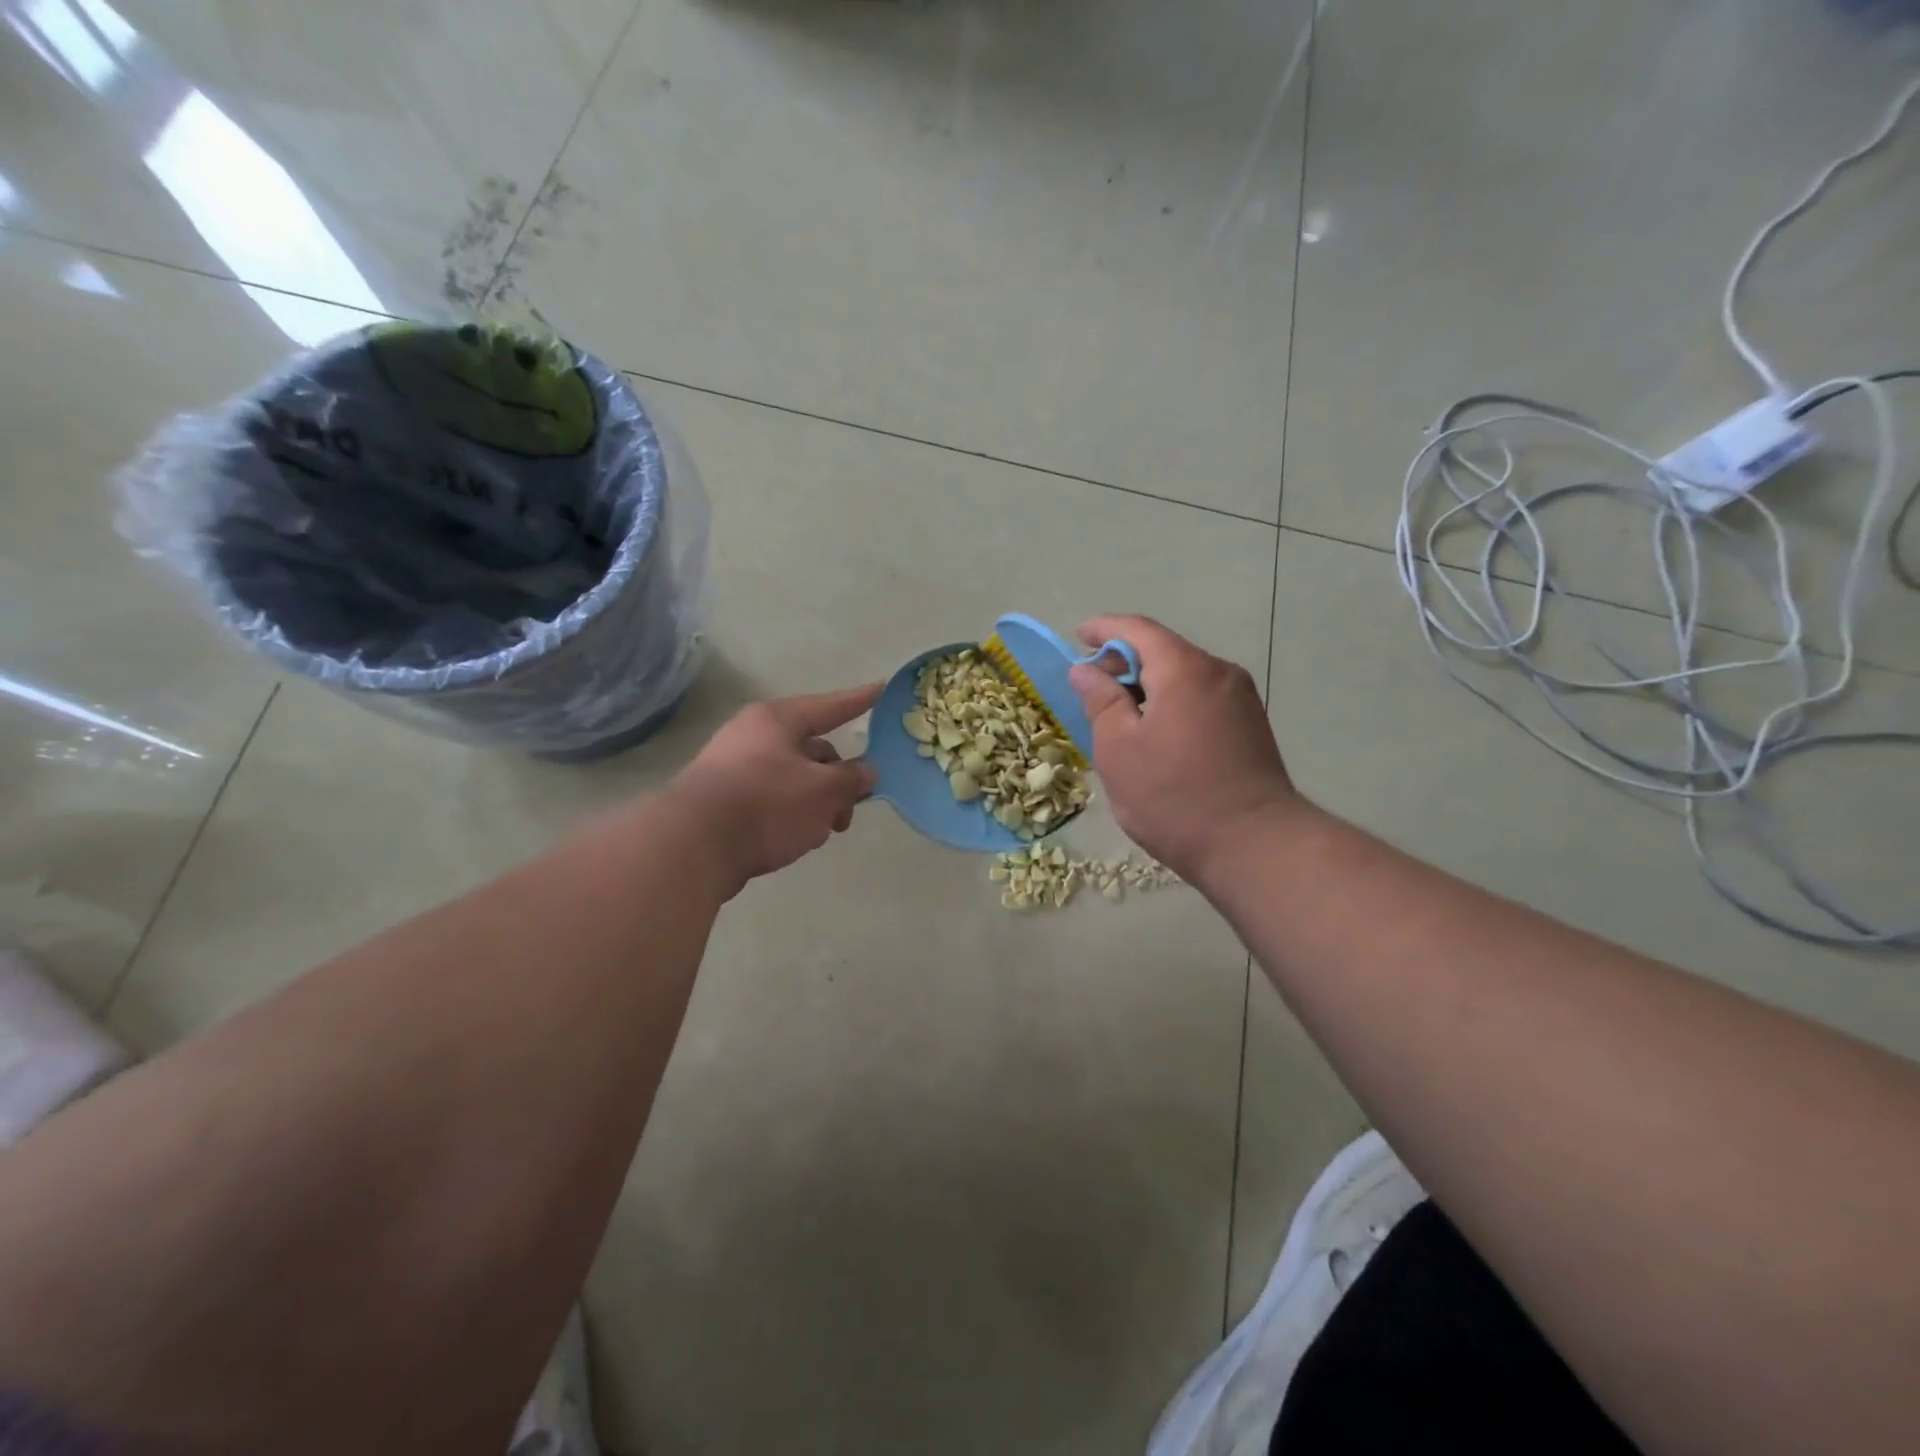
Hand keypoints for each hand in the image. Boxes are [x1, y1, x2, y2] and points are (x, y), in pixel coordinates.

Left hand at [666, 683, 880, 894]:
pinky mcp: (724, 801)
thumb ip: (852, 778)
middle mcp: (754, 736)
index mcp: (778, 721)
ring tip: (823, 831)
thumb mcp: (823, 790)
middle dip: (839, 779)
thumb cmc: (766, 804)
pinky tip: (796, 839)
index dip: (859, 701)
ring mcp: (735, 768)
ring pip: (794, 779)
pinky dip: (792, 814)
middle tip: (851, 809)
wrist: (692, 846)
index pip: (830, 706)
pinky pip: (772, 800)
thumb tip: (866, 771)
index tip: (881, 689)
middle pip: (813, 750)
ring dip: (817, 803)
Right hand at [1069, 616, 1301, 884]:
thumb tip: (1086, 669)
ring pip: (1184, 676)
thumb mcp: (1119, 748)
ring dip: (1148, 685)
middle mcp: (1219, 672)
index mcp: (1185, 669)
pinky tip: (1155, 733)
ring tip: (1119, 715)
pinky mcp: (1251, 726)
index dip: (1104, 629)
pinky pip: (1201, 698)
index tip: (1078, 637)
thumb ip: (1100, 700)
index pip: (1138, 630)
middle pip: (1164, 651)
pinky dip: (1172, 702)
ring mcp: (1241, 699)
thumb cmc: (1174, 796)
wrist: (1254, 845)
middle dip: (1125, 661)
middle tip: (1092, 687)